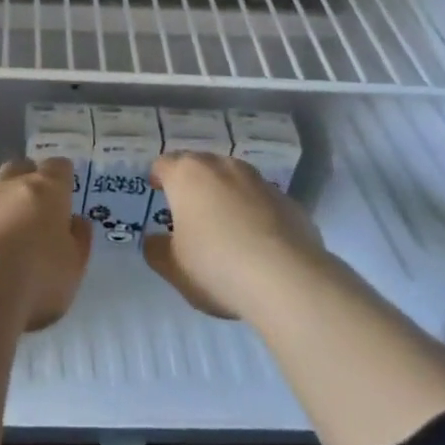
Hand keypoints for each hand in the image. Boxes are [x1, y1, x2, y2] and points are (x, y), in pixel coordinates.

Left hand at [0, 157, 92, 330]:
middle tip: (32, 204)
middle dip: (26, 179)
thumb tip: (77, 221)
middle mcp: (8, 185)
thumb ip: (78, 241)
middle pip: (19, 168)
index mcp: (46, 190)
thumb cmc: (35, 279)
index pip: (58, 168)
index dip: (62, 177)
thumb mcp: (73, 269)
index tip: (64, 191)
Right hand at [143, 151, 327, 319]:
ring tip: (225, 225)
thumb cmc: (216, 266)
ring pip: (234, 180)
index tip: (157, 191)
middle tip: (188, 210)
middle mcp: (222, 167)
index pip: (164, 164)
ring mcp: (259, 181)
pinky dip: (255, 213)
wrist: (288, 280)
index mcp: (187, 175)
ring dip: (226, 194)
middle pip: (200, 165)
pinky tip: (258, 243)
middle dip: (192, 183)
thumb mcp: (174, 268)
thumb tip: (155, 240)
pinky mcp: (289, 202)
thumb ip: (157, 250)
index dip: (158, 176)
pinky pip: (262, 201)